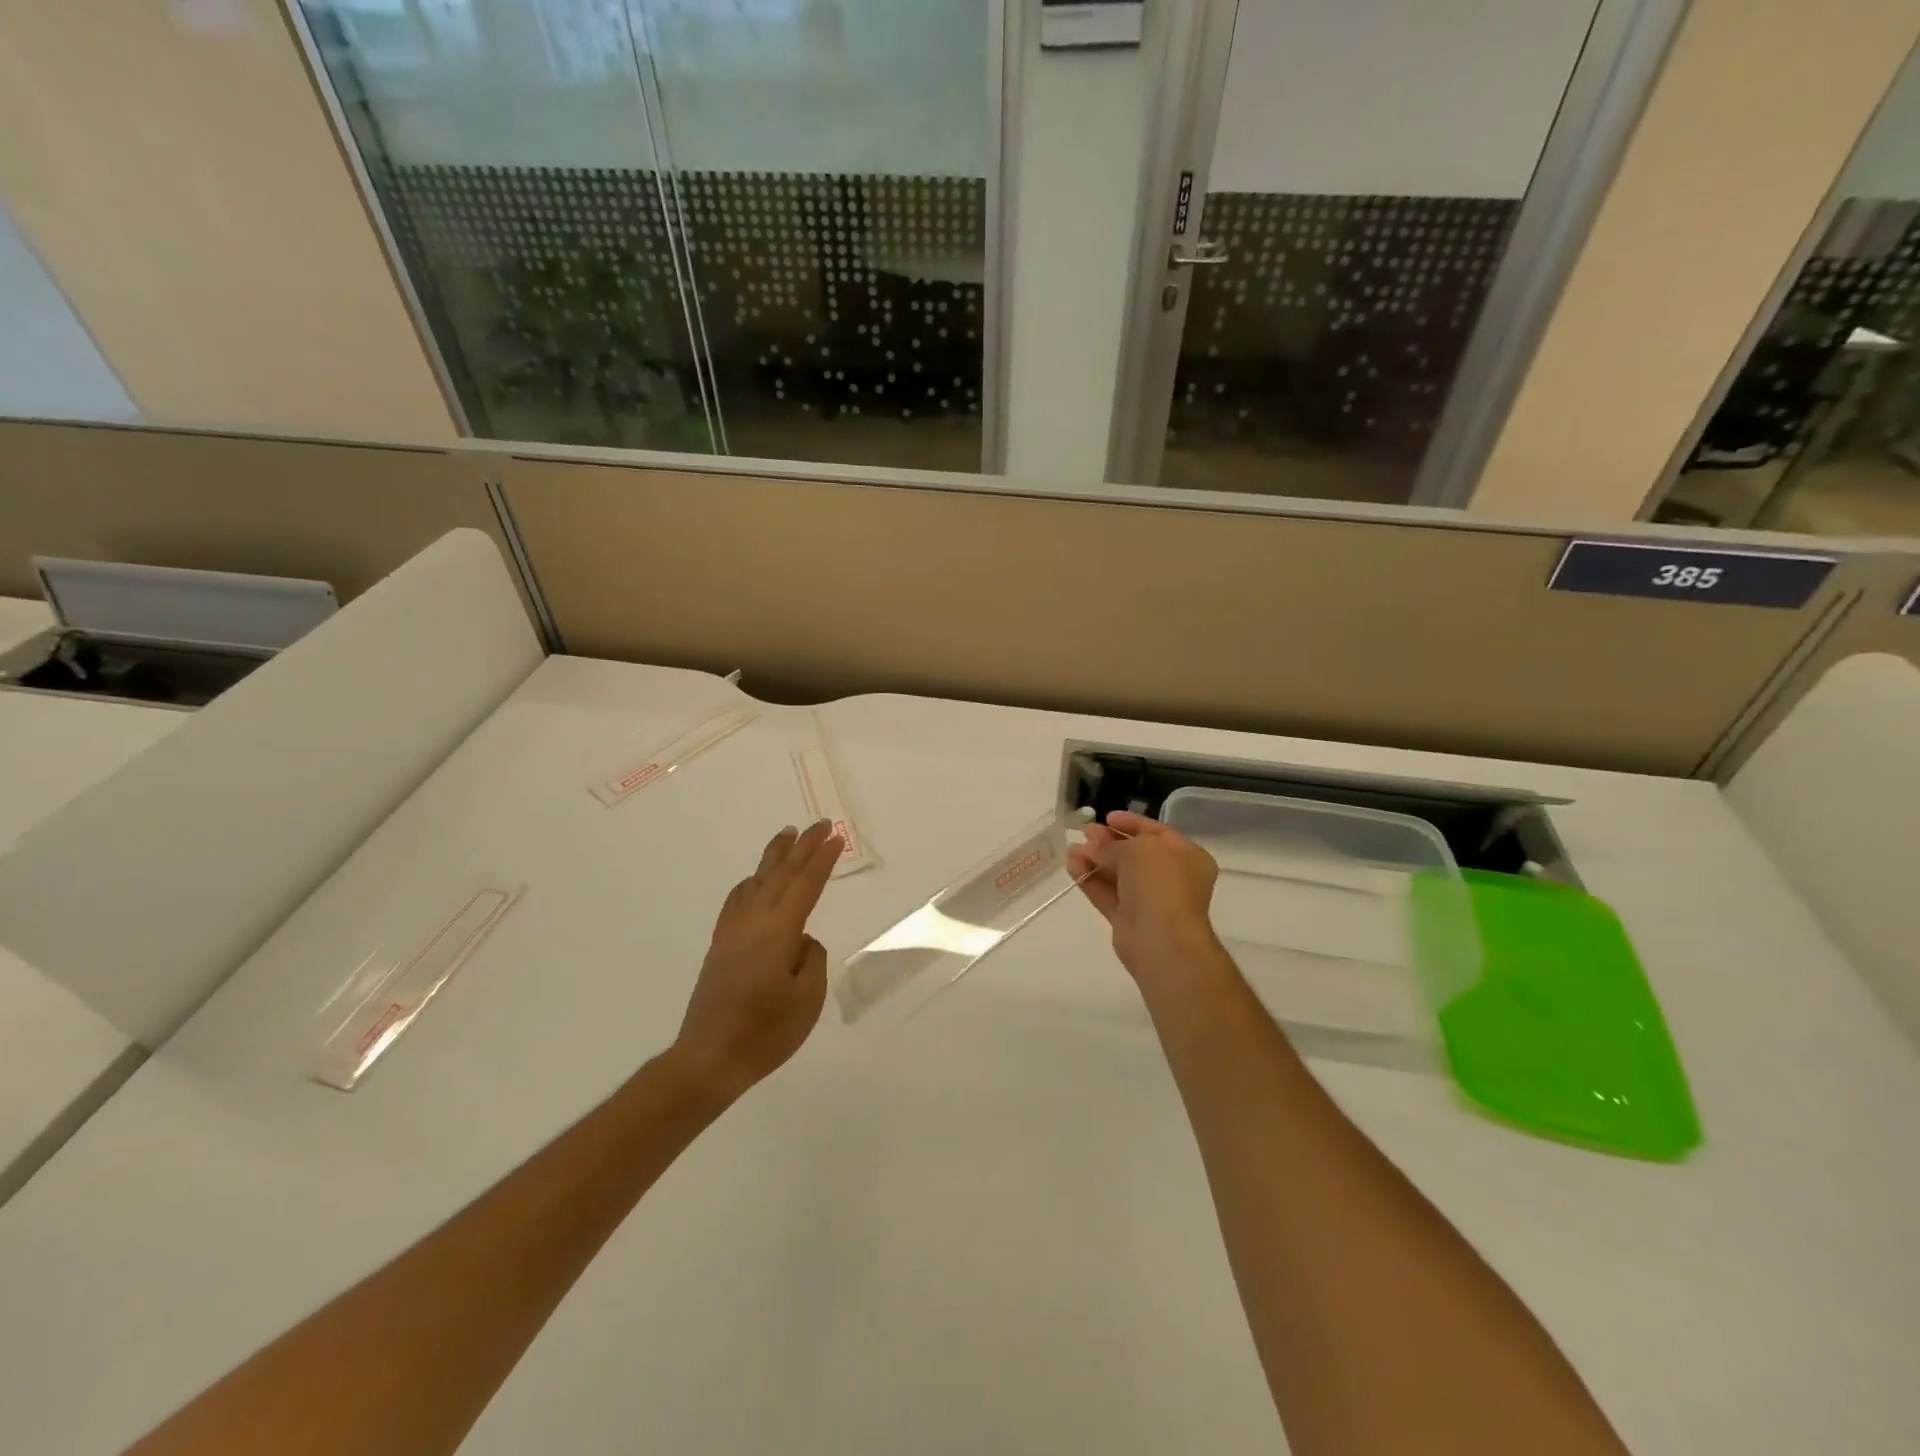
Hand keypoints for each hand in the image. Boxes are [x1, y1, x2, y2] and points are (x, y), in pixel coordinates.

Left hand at [673, 820, 841, 1104]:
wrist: (708, 1059)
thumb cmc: (765, 1032)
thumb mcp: (807, 999)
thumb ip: (811, 959)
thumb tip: (801, 941)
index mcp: (779, 931)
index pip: (806, 885)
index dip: (822, 860)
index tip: (837, 837)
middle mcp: (754, 922)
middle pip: (781, 874)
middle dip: (802, 847)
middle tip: (820, 824)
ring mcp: (733, 932)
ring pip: (757, 881)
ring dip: (775, 857)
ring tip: (787, 834)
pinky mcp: (720, 946)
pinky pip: (737, 900)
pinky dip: (750, 882)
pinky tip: (754, 880)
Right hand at [1068, 811, 1220, 981]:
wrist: (1161, 939)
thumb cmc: (1160, 883)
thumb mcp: (1138, 849)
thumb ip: (1112, 845)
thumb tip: (1092, 847)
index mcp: (1187, 857)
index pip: (1157, 832)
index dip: (1131, 823)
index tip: (1106, 817)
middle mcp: (1171, 877)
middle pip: (1135, 853)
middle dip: (1108, 842)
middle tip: (1084, 832)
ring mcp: (1150, 900)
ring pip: (1118, 874)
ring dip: (1095, 860)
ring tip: (1071, 850)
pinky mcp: (1129, 919)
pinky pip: (1108, 894)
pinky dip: (1090, 880)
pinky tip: (1072, 866)